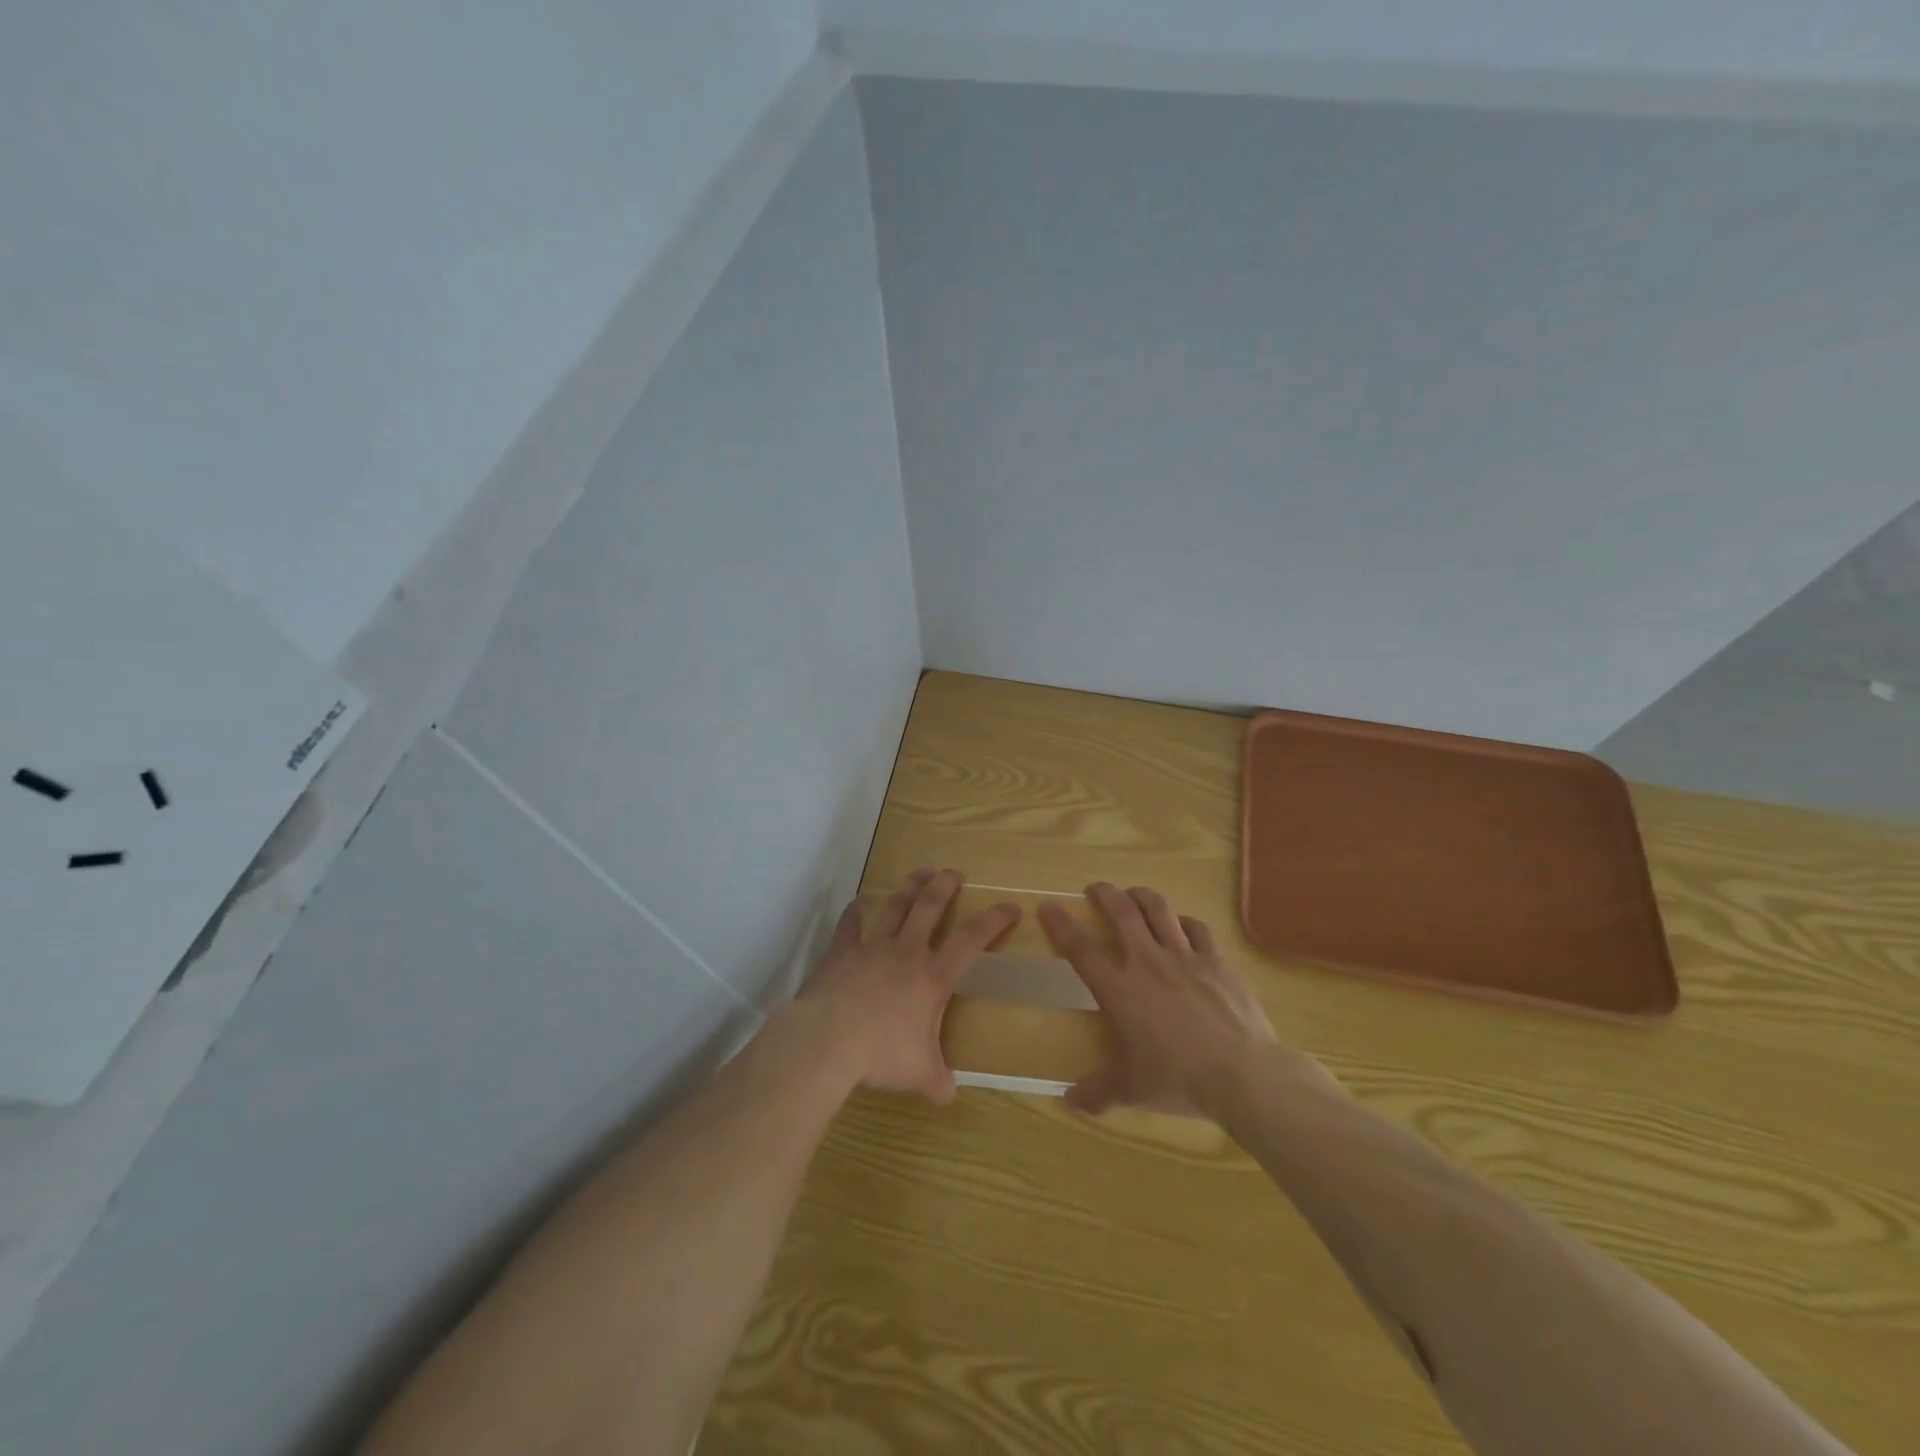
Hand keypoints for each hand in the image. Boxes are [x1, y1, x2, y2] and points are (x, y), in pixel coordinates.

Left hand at [798, 869, 1018, 1103]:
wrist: (827, 1040)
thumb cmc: (881, 1053)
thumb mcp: (920, 1074)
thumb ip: (938, 1081)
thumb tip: (948, 1095)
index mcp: (932, 977)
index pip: (972, 939)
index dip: (993, 920)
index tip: (1010, 906)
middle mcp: (906, 952)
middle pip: (930, 907)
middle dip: (945, 886)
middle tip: (954, 873)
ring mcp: (872, 948)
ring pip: (895, 907)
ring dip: (909, 888)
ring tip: (920, 872)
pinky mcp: (841, 953)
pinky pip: (850, 926)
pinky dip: (855, 912)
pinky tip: (858, 903)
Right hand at [1041, 883, 1278, 1118]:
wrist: (1243, 1074)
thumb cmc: (1179, 1080)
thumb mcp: (1133, 1090)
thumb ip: (1099, 1092)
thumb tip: (1069, 1102)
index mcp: (1120, 990)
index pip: (1081, 949)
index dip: (1061, 926)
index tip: (1048, 907)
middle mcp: (1148, 962)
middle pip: (1122, 913)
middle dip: (1105, 894)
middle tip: (1095, 889)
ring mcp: (1185, 957)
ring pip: (1159, 910)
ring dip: (1142, 896)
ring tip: (1134, 893)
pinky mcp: (1217, 961)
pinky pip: (1197, 928)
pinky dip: (1184, 921)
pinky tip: (1182, 924)